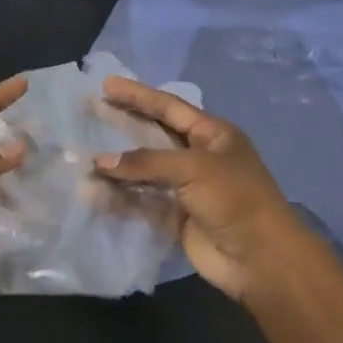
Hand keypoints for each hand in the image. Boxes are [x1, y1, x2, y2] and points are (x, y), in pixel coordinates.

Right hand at [94, 77, 309, 304]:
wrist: (259, 258)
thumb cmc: (235, 199)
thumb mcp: (194, 168)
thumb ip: (146, 161)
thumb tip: (100, 162)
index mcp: (213, 135)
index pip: (169, 107)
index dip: (138, 95)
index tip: (106, 84)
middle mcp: (199, 156)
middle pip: (153, 134)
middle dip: (123, 123)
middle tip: (90, 110)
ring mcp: (186, 188)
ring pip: (144, 170)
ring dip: (117, 165)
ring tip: (83, 156)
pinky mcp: (175, 216)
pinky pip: (141, 200)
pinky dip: (120, 196)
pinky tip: (94, 192)